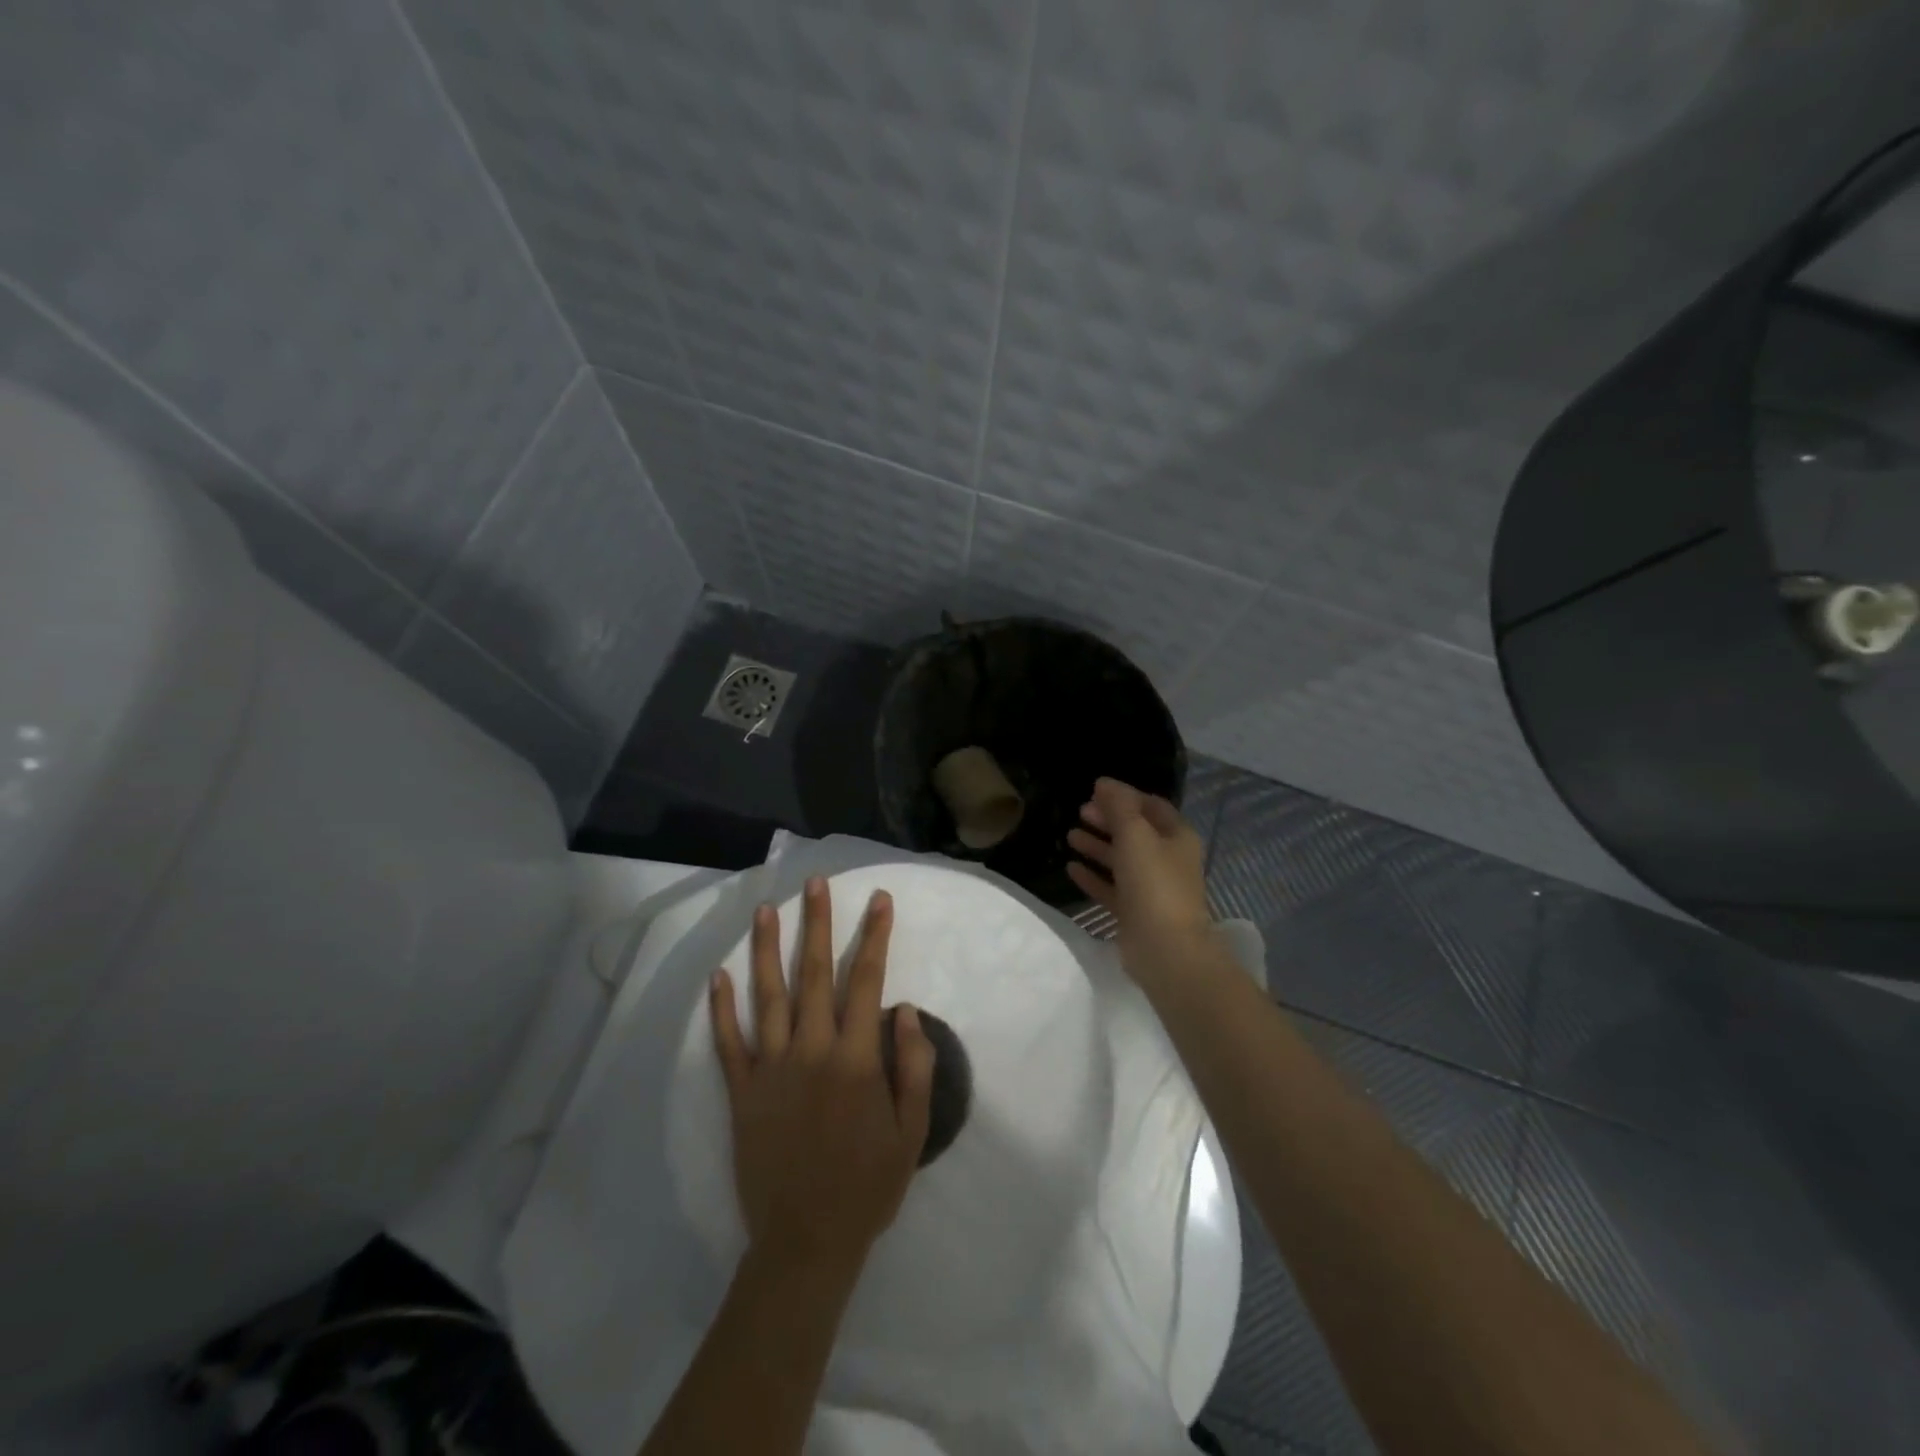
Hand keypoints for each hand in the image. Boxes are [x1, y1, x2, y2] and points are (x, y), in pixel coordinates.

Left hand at [710, 878, 935, 1275]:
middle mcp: (811, 1051)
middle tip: (815, 883)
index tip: (879, 900)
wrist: (806, 1243)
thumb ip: (913, 1066)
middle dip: (818, 923)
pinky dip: (722, 1008)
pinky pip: (729, 1043)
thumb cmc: (868, 1185)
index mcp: (855, 1059)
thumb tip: (904, 1009)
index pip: (867, 981)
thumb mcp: (912, 1131)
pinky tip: (720, 975)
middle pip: (814, 974)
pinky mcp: (742, 1092)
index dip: (874, 936)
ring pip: (768, 996)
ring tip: (766, 910)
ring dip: (767, 949)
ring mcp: (771, 1069)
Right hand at [1067, 777, 1215, 987]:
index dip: (1125, 795)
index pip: (1151, 806)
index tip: (1096, 790)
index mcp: (1177, 837)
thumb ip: (1119, 806)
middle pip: (1135, 832)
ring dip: (1097, 847)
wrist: (1166, 949)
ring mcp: (1151, 888)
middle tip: (1080, 812)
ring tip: (1069, 836)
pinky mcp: (1135, 913)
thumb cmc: (1154, 883)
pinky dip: (1093, 877)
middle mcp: (1167, 859)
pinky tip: (1071, 869)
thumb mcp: (1135, 834)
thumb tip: (1104, 782)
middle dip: (1108, 820)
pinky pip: (1111, 888)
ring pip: (1121, 860)